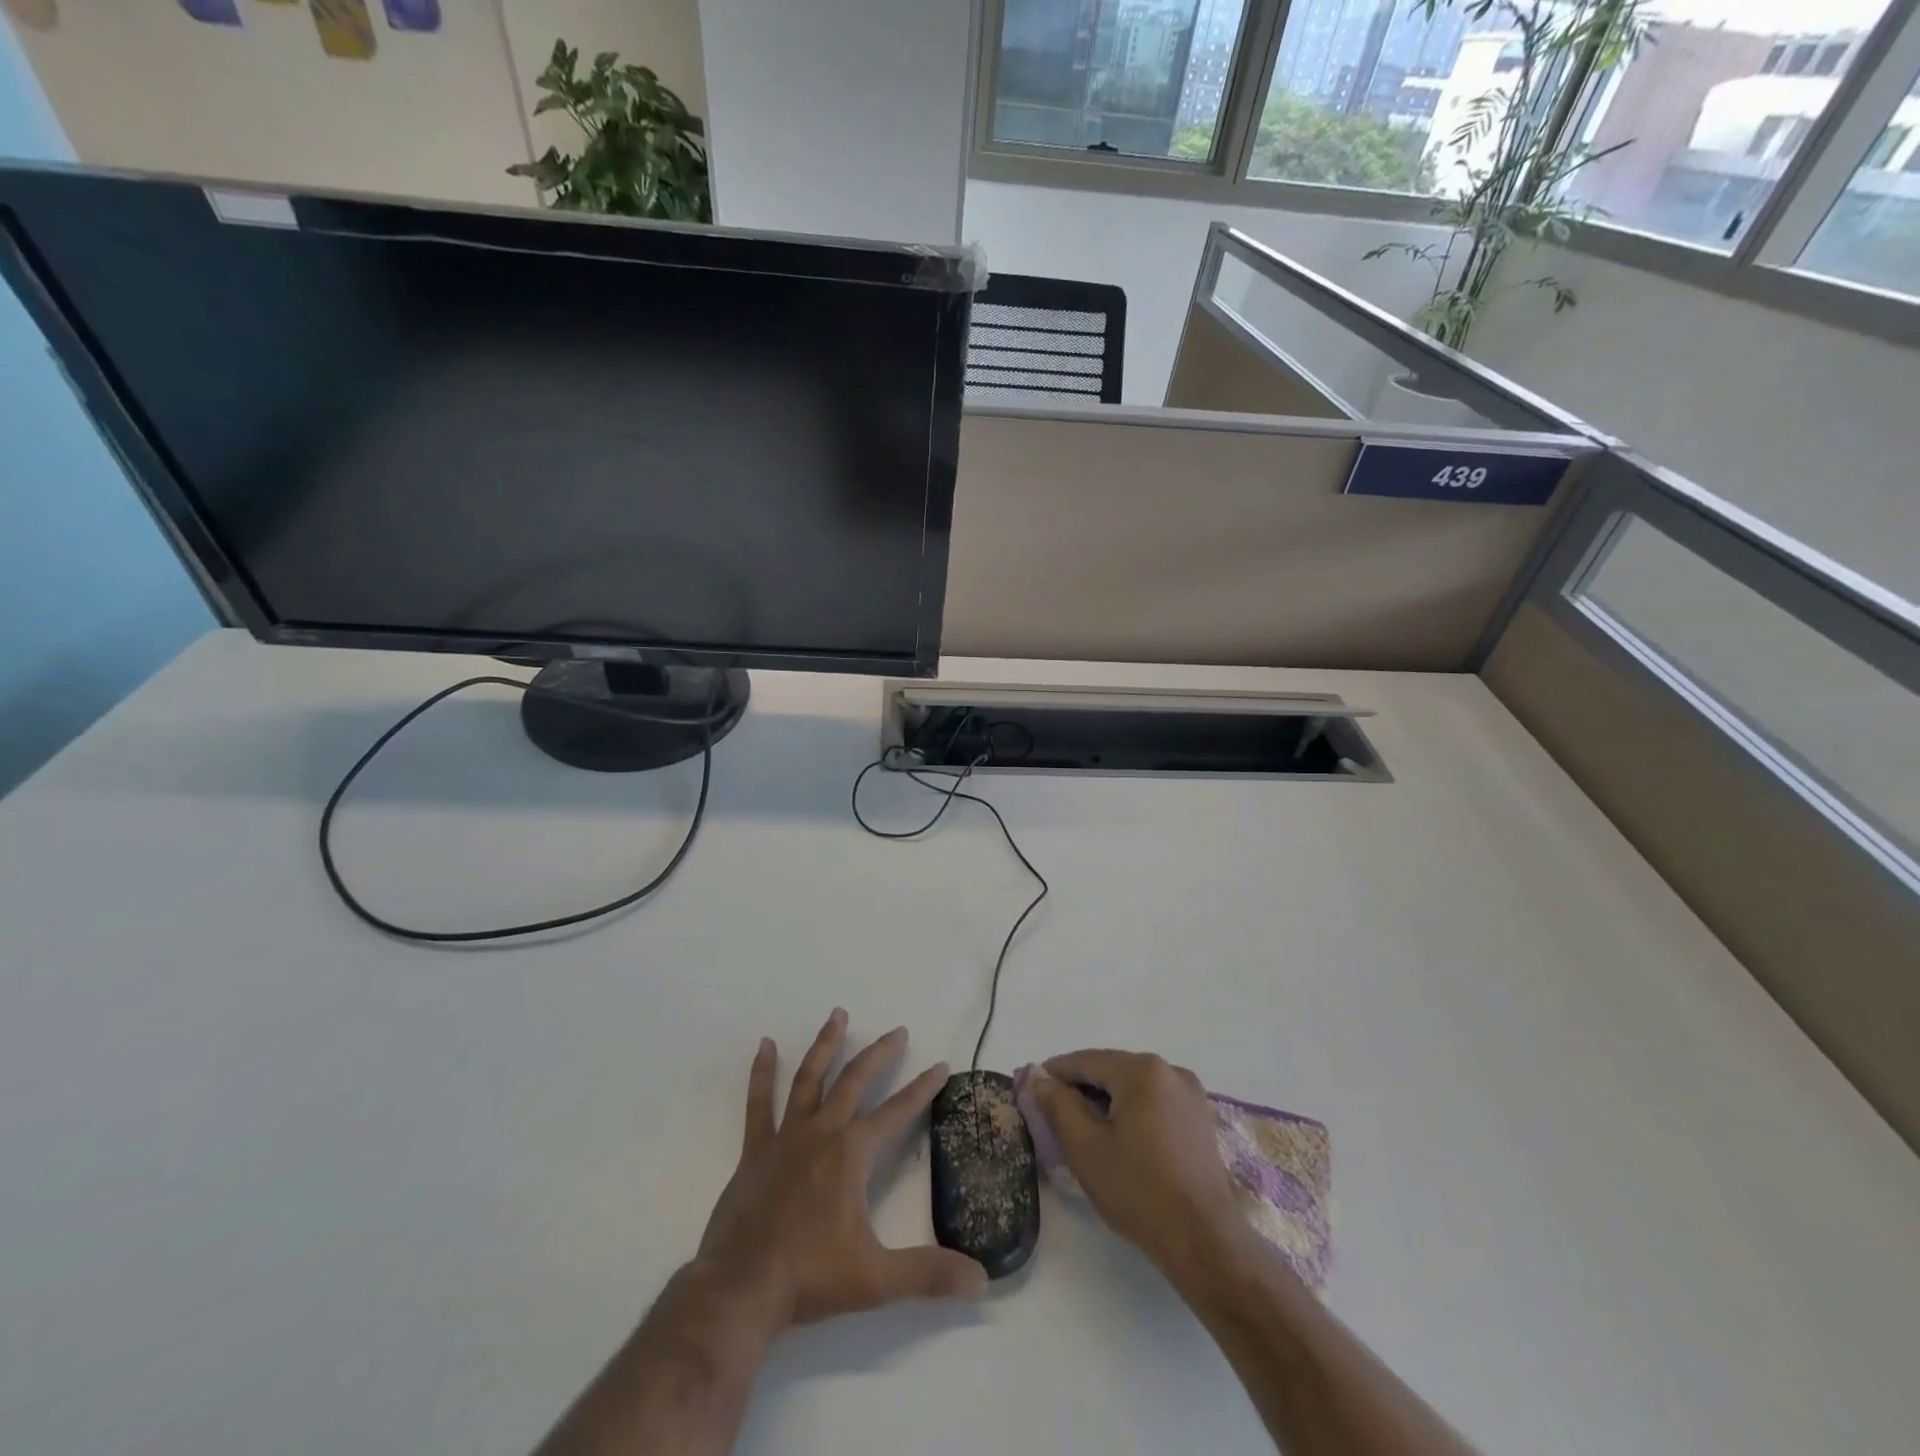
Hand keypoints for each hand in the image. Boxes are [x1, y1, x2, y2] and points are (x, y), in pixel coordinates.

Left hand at [696, 1009, 987, 1330]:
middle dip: (879, 1053)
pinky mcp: (755, 1150)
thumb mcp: (877, 1279)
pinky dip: (762, 1072)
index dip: (922, 1088)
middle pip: (855, 1080)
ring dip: (826, 1045)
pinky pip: (759, 1103)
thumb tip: (981, 1280)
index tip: (940, 1065)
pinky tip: (765, 1046)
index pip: (897, 1111)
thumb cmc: (810, 1278)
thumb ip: (929, 1275)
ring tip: (837, 1014)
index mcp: (852, 1154)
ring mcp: (786, 1137)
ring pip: (810, 1078)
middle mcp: (822, 1132)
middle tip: (898, 1031)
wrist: (740, 1289)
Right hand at [1027, 1049, 1243, 1280]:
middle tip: (1053, 1117)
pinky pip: (1154, 1103)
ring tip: (1084, 1132)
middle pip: (1111, 1071)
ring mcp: (1190, 1094)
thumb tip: (1039, 1078)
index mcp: (1141, 1069)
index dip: (1054, 1075)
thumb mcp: (1084, 1146)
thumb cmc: (1138, 1190)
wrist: (1205, 1241)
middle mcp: (1169, 1070)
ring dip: (1106, 1103)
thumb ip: (1057, 1104)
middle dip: (1081, 1090)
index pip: (1084, 1061)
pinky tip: (1120, 1141)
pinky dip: (1132, 1114)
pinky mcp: (1200, 1119)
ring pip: (1133, 1088)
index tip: (1030, 1092)